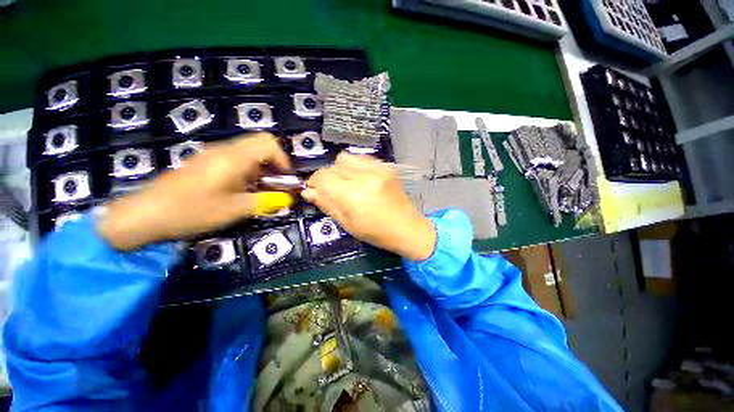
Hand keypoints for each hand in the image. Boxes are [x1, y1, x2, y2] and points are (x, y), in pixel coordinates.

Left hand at [98, 133, 293, 249]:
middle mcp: (225, 150)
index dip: (283, 160)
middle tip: (275, 182)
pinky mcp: (204, 161)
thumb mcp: (235, 209)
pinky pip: (234, 157)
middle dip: (274, 161)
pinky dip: (247, 168)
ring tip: (259, 187)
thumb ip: (266, 202)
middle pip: (260, 142)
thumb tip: (288, 200)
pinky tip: (240, 187)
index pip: (269, 144)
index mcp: (234, 158)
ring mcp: (212, 153)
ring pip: (248, 149)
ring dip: (261, 166)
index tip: (285, 179)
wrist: (146, 214)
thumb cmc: (193, 211)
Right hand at [302, 153, 435, 260]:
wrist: (408, 228)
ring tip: (346, 184)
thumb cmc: (377, 233)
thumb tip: (308, 192)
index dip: (313, 183)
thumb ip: (327, 205)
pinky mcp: (386, 167)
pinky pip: (361, 159)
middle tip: (331, 190)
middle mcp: (365, 177)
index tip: (314, 191)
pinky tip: (359, 179)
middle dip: (326, 177)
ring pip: (346, 158)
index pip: (323, 177)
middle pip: (333, 166)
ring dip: (339, 169)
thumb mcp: (348, 224)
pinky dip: (354, 166)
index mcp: (353, 195)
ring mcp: (378, 169)